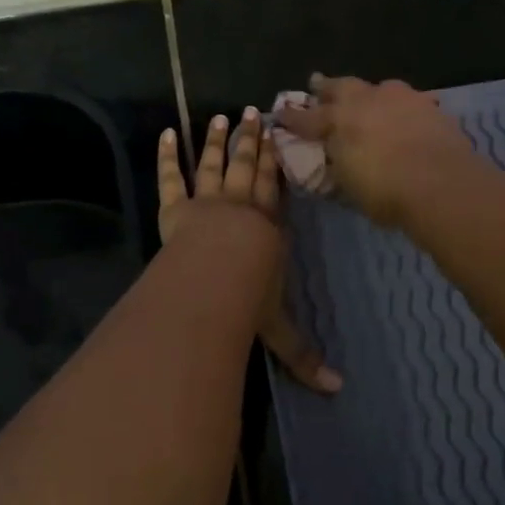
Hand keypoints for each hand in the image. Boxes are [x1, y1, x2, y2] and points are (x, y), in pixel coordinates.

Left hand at [157, 109, 342, 394]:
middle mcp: (239, 208)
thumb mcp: (278, 330)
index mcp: (267, 228)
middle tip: (255, 112)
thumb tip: (339, 391)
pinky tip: (165, 133)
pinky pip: (170, 177)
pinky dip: (166, 155)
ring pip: (213, 165)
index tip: (279, 137)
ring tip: (221, 116)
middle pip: (246, 168)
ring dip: (217, 140)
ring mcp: (206, 203)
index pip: (274, 190)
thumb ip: (304, 356)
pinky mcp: (175, 208)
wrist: (215, 281)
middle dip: (252, 140)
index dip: (276, 163)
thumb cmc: (248, 300)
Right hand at [275, 73, 473, 228]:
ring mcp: (400, 98)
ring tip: (367, 98)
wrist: (442, 183)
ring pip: (378, 87)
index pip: (306, 117)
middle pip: (341, 87)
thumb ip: (338, 167)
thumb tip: (333, 160)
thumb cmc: (385, 191)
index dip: (292, 117)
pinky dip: (401, 106)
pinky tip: (404, 113)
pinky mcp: (429, 105)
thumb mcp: (349, 186)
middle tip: (317, 84)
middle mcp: (366, 100)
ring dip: (368, 93)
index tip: (280, 114)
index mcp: (338, 120)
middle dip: (326, 87)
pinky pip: (408, 100)